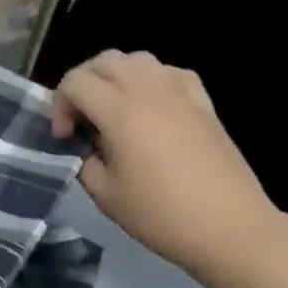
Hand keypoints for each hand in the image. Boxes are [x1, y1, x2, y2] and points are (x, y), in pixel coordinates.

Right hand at [52, 50, 281, 274]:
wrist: (228, 227)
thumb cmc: (160, 215)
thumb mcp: (105, 195)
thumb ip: (85, 161)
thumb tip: (87, 147)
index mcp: (121, 112)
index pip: (76, 82)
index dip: (60, 106)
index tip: (65, 138)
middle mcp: (150, 91)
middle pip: (105, 61)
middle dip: (83, 84)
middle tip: (81, 119)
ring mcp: (181, 93)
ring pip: (138, 59)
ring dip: (116, 77)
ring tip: (114, 110)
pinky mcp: (203, 103)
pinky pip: (170, 73)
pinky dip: (151, 81)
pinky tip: (151, 107)